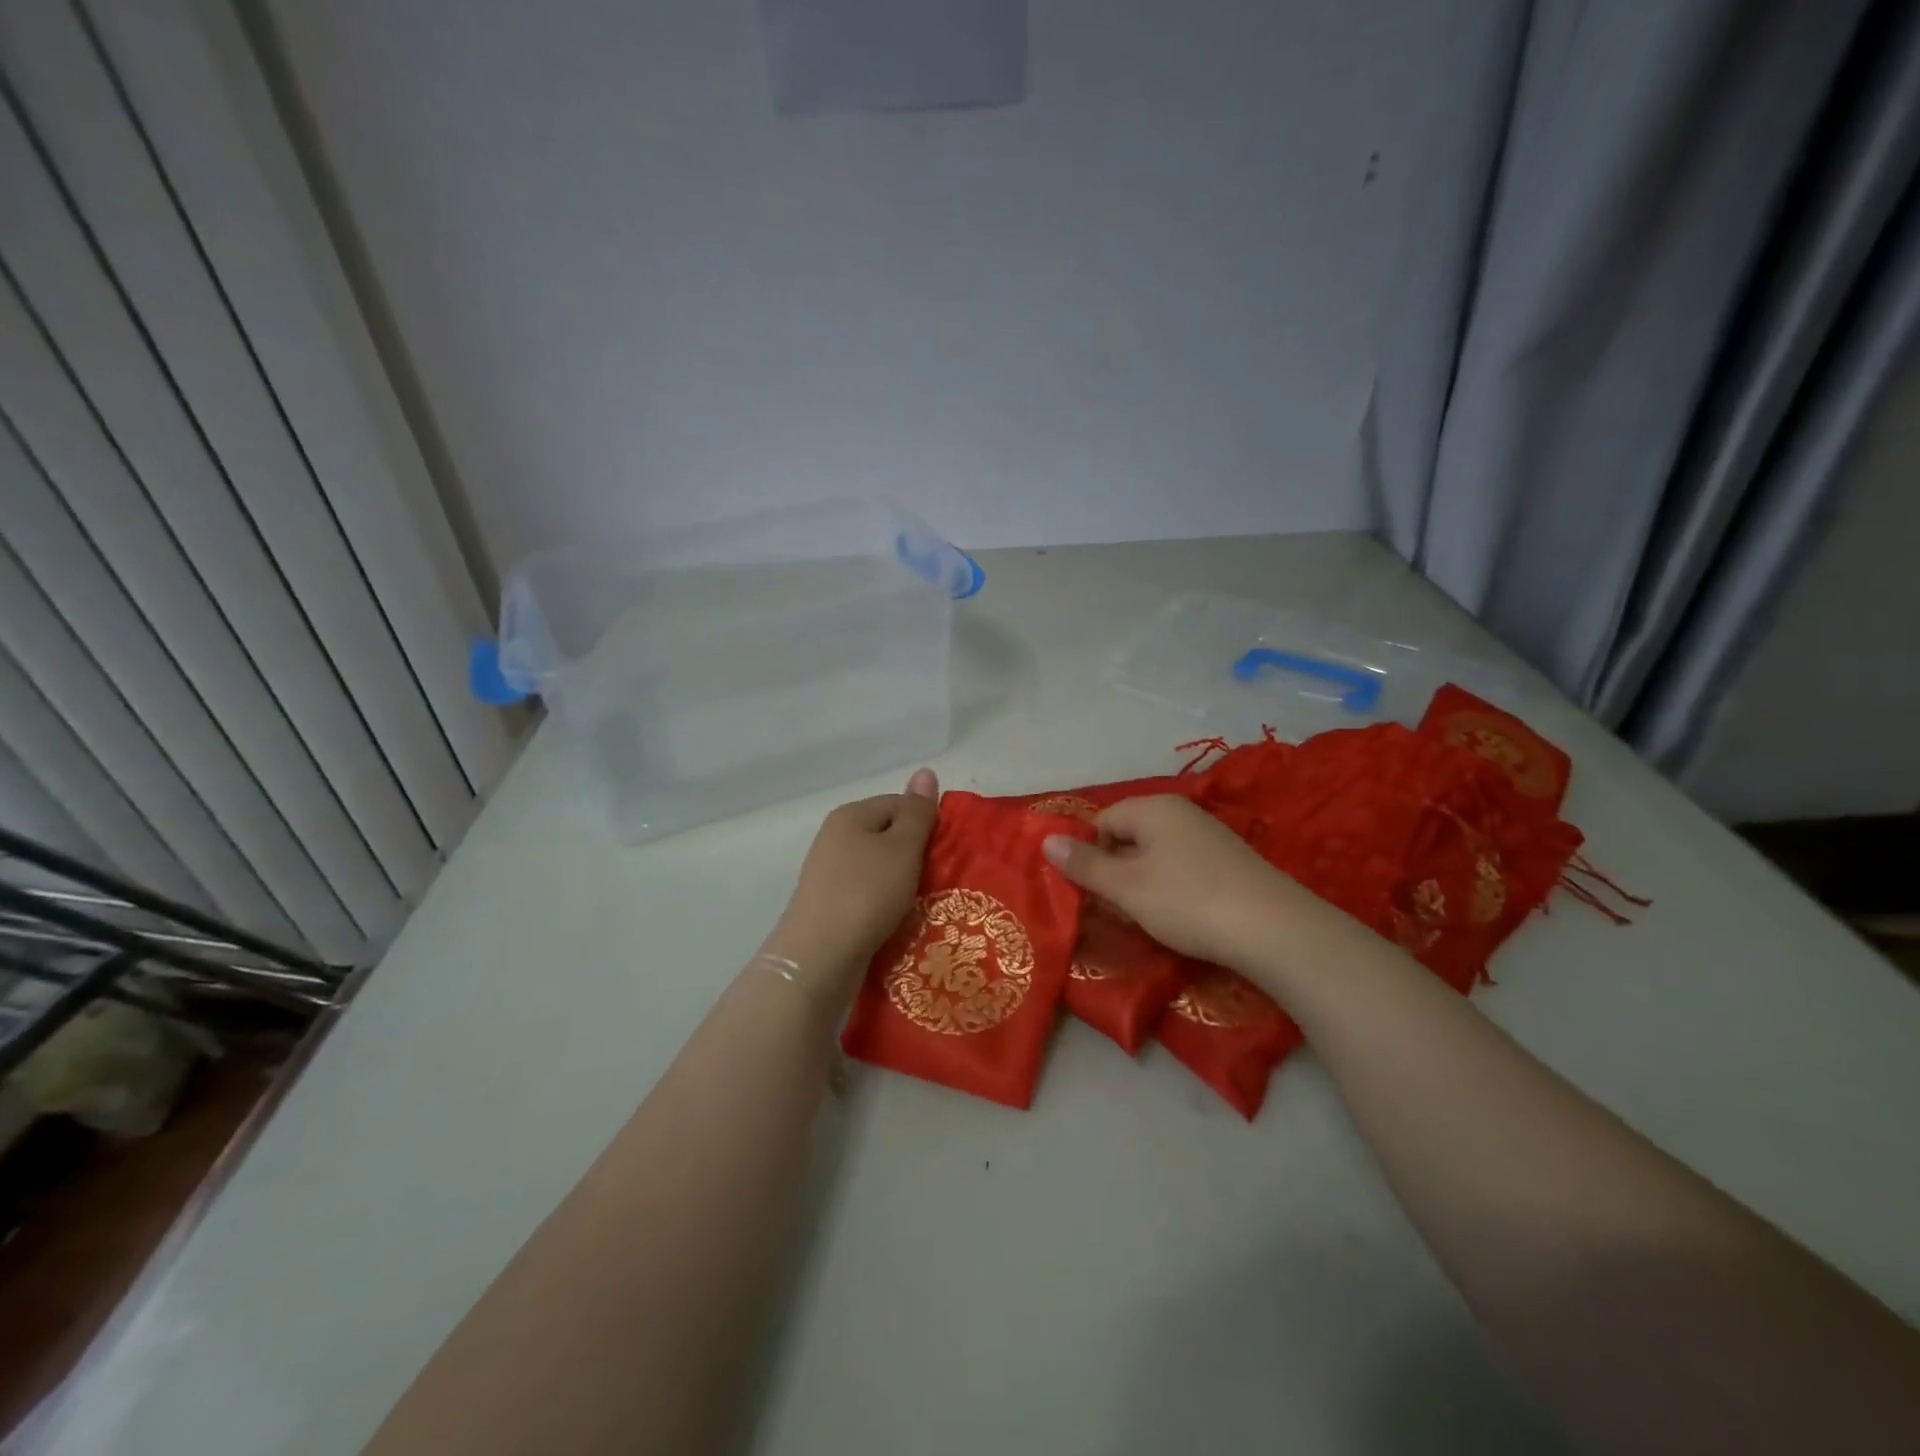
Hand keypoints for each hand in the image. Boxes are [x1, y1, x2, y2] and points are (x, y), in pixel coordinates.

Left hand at [763, 769, 939, 1001]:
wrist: (818, 958)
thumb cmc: (866, 894)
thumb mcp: (902, 848)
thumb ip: (917, 812)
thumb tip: (925, 771)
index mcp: (850, 814)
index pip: (899, 804)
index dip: (926, 824)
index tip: (945, 853)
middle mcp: (835, 837)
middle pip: (888, 836)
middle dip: (916, 855)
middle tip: (940, 878)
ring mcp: (829, 873)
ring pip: (879, 868)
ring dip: (903, 883)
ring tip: (924, 903)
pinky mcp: (830, 905)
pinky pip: (867, 894)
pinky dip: (885, 904)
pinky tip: (898, 920)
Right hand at [1041, 795, 1326, 970]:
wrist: (1274, 930)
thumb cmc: (1188, 901)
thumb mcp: (1126, 887)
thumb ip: (1085, 864)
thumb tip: (1046, 840)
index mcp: (1153, 807)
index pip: (1102, 821)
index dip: (1090, 856)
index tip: (1093, 894)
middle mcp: (1180, 812)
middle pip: (1128, 837)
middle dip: (1116, 873)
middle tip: (1119, 911)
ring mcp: (1208, 836)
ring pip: (1155, 856)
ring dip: (1142, 886)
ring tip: (1148, 919)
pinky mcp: (1228, 862)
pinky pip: (1182, 869)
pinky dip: (1171, 891)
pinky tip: (1180, 918)